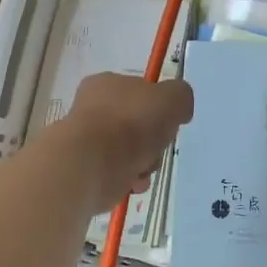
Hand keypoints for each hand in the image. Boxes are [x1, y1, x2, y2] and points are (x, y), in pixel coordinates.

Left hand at [51, 73, 194, 213]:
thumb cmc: (131, 123)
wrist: (92, 164)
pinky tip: (133, 182)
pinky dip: (130, 179)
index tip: (168, 121)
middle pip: (137, 125)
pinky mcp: (86, 170)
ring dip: (145, 163)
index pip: (138, 91)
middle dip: (154, 141)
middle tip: (158, 146)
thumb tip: (178, 110)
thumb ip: (180, 97)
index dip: (158, 107)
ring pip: (130, 152)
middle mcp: (92, 109)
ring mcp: (87, 141)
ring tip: (144, 169)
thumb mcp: (172, 98)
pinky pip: (118, 174)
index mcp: (106, 84)